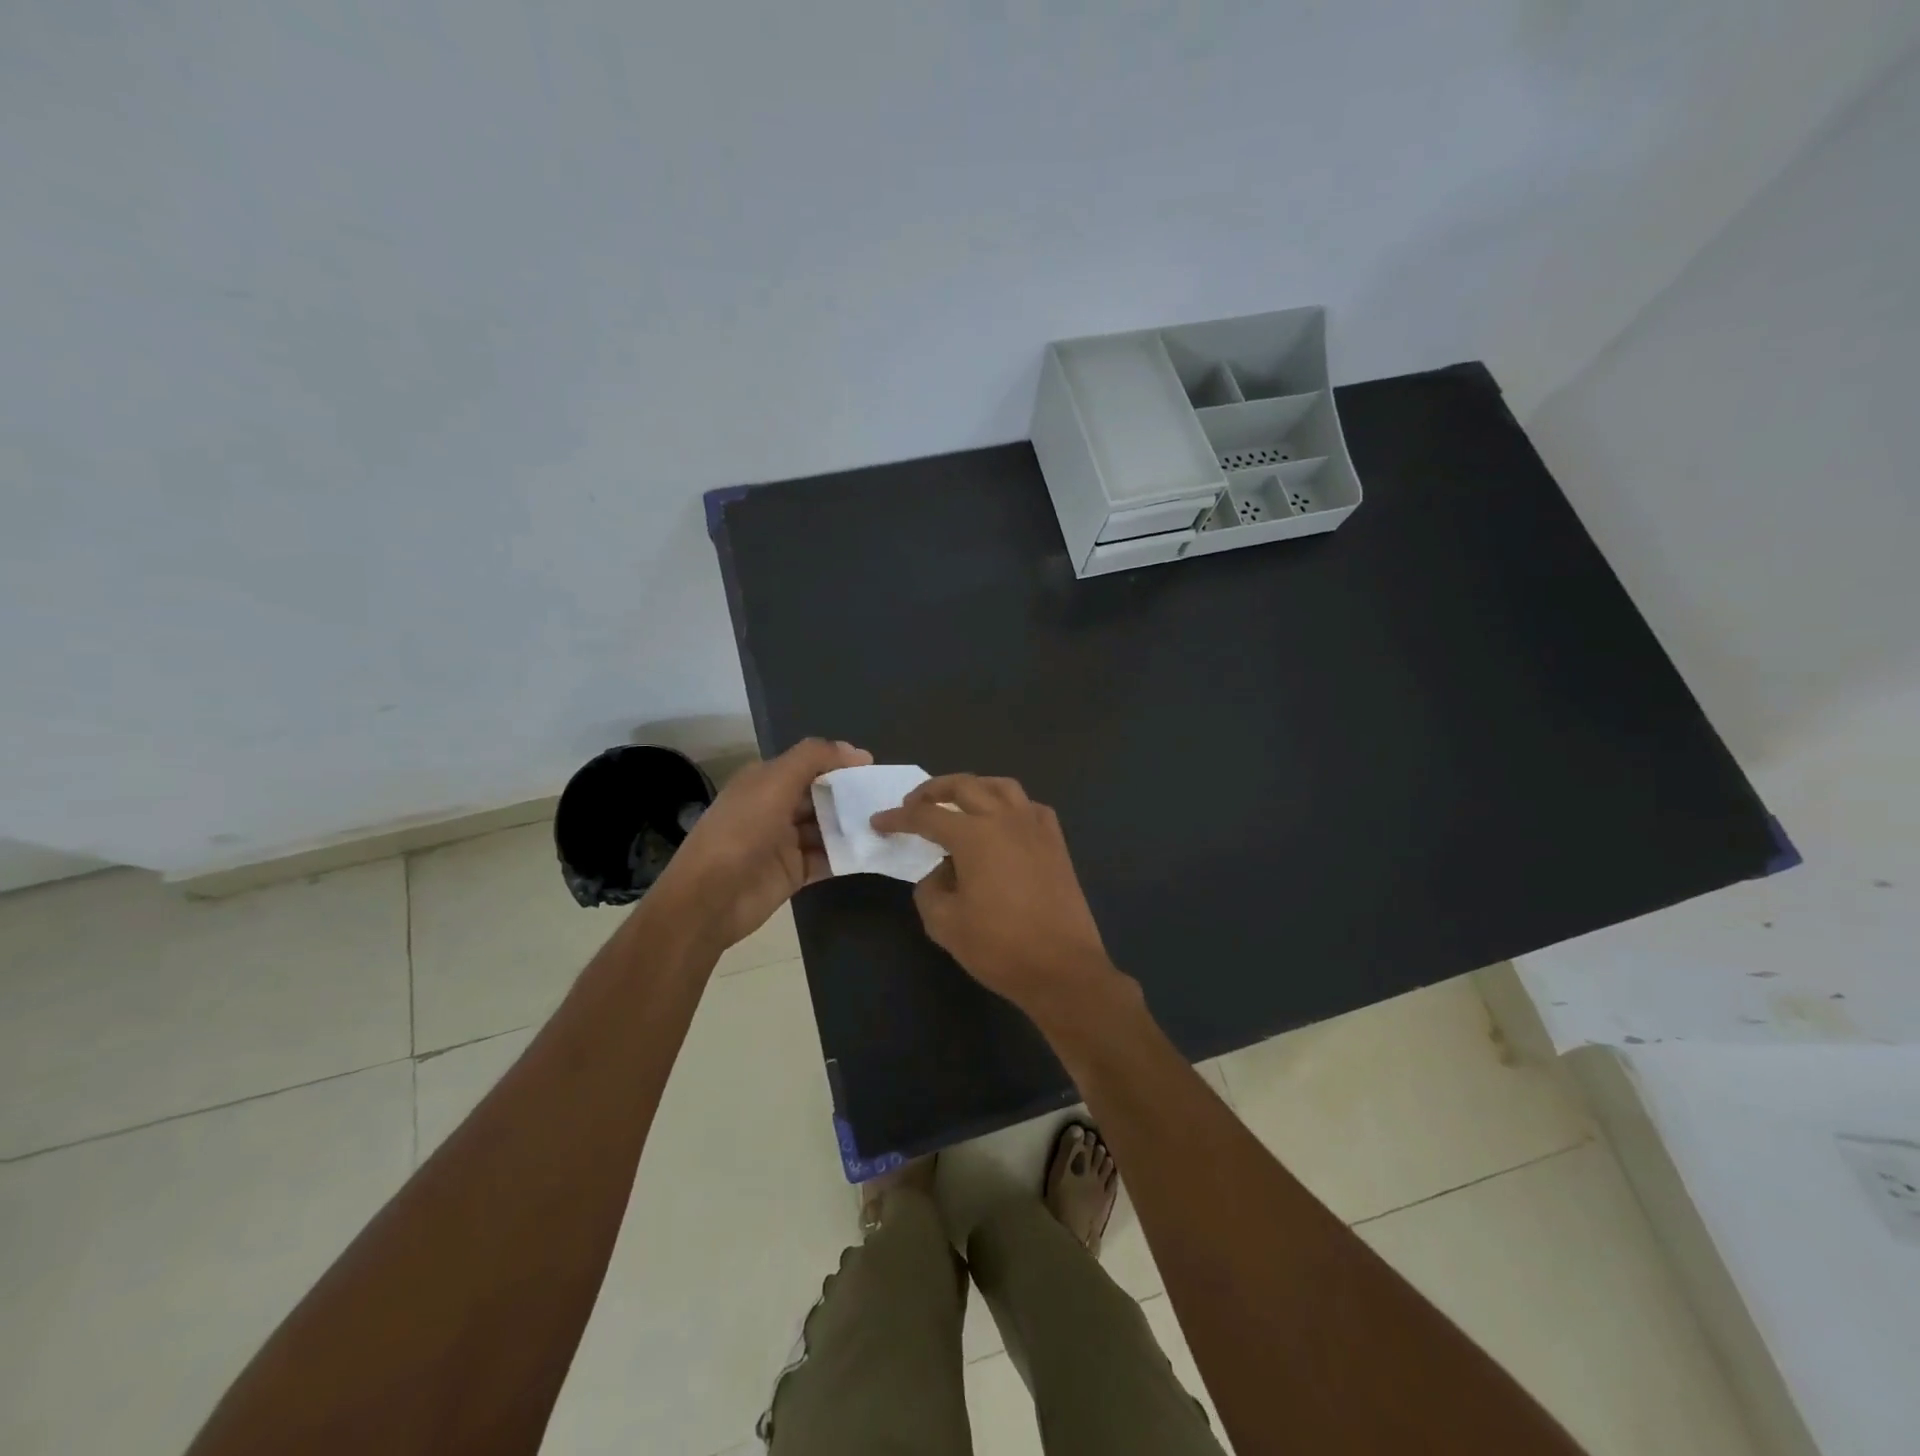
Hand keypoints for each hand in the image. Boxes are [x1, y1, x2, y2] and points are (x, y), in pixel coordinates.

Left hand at [654, 738, 872, 950]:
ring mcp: (785, 841)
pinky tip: (875, 850)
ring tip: (889, 823)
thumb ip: (813, 758)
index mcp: (765, 781)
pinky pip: (828, 858)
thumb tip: (856, 751)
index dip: (840, 763)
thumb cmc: (741, 832)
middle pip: (821, 795)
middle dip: (851, 795)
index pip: (809, 764)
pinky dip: (849, 854)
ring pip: (828, 827)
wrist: (710, 899)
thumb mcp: (775, 782)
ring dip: (853, 825)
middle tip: (887, 798)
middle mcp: (775, 807)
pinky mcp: (794, 871)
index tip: (874, 769)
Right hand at [870, 774, 1128, 1029]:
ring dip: (973, 788)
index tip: (879, 822)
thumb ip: (930, 889)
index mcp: (974, 835)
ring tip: (957, 803)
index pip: (926, 816)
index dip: (898, 818)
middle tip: (913, 805)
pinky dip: (1009, 805)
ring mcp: (1035, 827)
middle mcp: (1005, 819)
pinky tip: (1002, 822)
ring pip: (1000, 786)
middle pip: (964, 786)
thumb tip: (941, 873)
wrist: (1062, 968)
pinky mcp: (1055, 842)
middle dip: (932, 790)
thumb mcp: (944, 924)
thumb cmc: (999, 947)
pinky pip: (1029, 807)